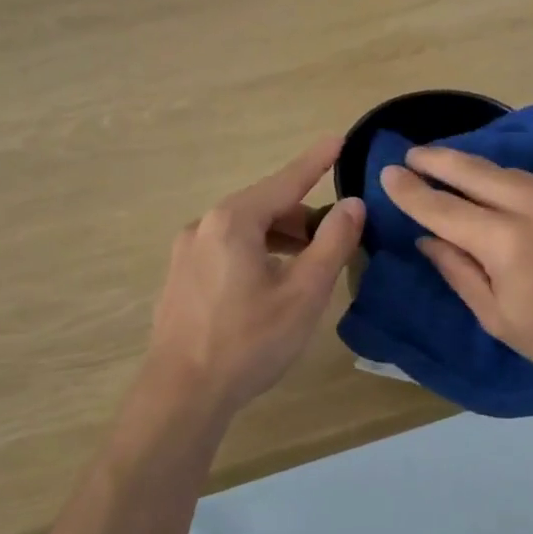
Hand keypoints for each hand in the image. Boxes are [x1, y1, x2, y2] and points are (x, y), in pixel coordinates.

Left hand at [144, 139, 365, 417]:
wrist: (182, 395)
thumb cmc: (249, 341)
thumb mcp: (304, 293)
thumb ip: (332, 243)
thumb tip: (352, 205)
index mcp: (234, 221)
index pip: (286, 181)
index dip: (316, 161)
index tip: (339, 139)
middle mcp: (204, 225)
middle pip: (264, 206)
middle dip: (301, 215)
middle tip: (333, 236)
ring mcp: (186, 252)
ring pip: (244, 230)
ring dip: (279, 237)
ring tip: (306, 263)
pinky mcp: (179, 277)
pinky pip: (226, 248)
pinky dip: (255, 252)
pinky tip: (269, 283)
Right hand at [379, 146, 532, 402]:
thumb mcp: (496, 317)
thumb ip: (458, 270)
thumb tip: (427, 238)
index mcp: (509, 244)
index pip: (446, 209)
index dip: (413, 192)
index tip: (388, 173)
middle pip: (476, 172)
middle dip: (438, 160)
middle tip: (411, 154)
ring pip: (507, 171)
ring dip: (472, 166)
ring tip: (444, 163)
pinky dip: (504, 178)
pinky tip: (491, 183)